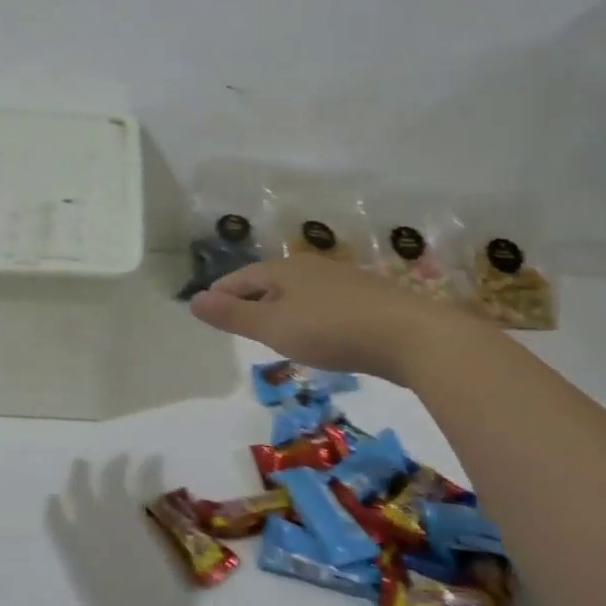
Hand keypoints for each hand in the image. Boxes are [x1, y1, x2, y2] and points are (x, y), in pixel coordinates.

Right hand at [188, 255, 459, 379]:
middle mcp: (312, 268)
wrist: (412, 336)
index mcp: (285, 270)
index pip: (242, 277)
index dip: (222, 293)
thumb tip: (193, 300)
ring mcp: (343, 281)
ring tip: (271, 330)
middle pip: (270, 281)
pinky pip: (324, 304)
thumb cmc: (332, 330)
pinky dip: (307, 316)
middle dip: (250, 298)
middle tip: (235, 320)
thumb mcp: (274, 327)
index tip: (207, 307)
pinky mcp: (368, 300)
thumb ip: (233, 316)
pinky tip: (316, 335)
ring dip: (280, 308)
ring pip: (299, 292)